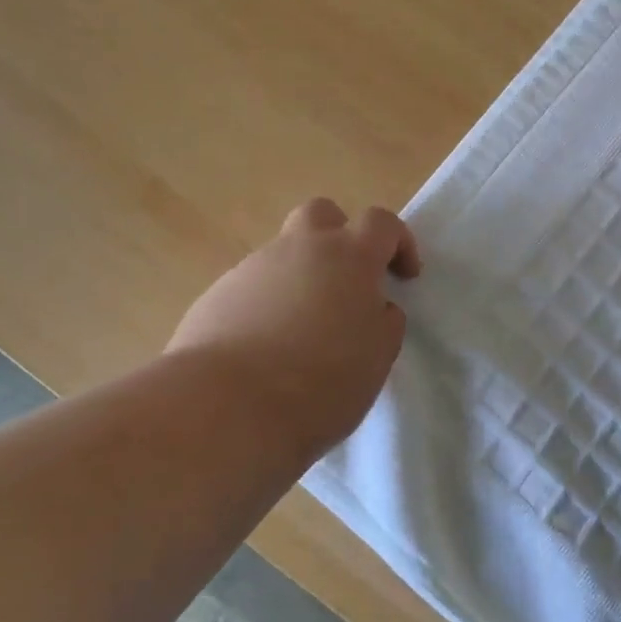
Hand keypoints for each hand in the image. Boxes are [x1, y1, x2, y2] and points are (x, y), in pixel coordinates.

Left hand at [167, 198, 421, 459]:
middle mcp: (299, 249)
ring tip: (303, 332)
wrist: (226, 407)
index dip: (399, 242)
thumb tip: (376, 308)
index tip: (404, 277)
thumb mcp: (377, 357)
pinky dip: (266, 307)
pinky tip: (265, 350)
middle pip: (322, 214)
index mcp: (349, 257)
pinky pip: (252, 289)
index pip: (382, 223)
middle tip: (348, 281)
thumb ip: (384, 322)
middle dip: (340, 237)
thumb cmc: (321, 382)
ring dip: (301, 279)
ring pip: (283, 255)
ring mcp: (252, 269)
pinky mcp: (215, 296)